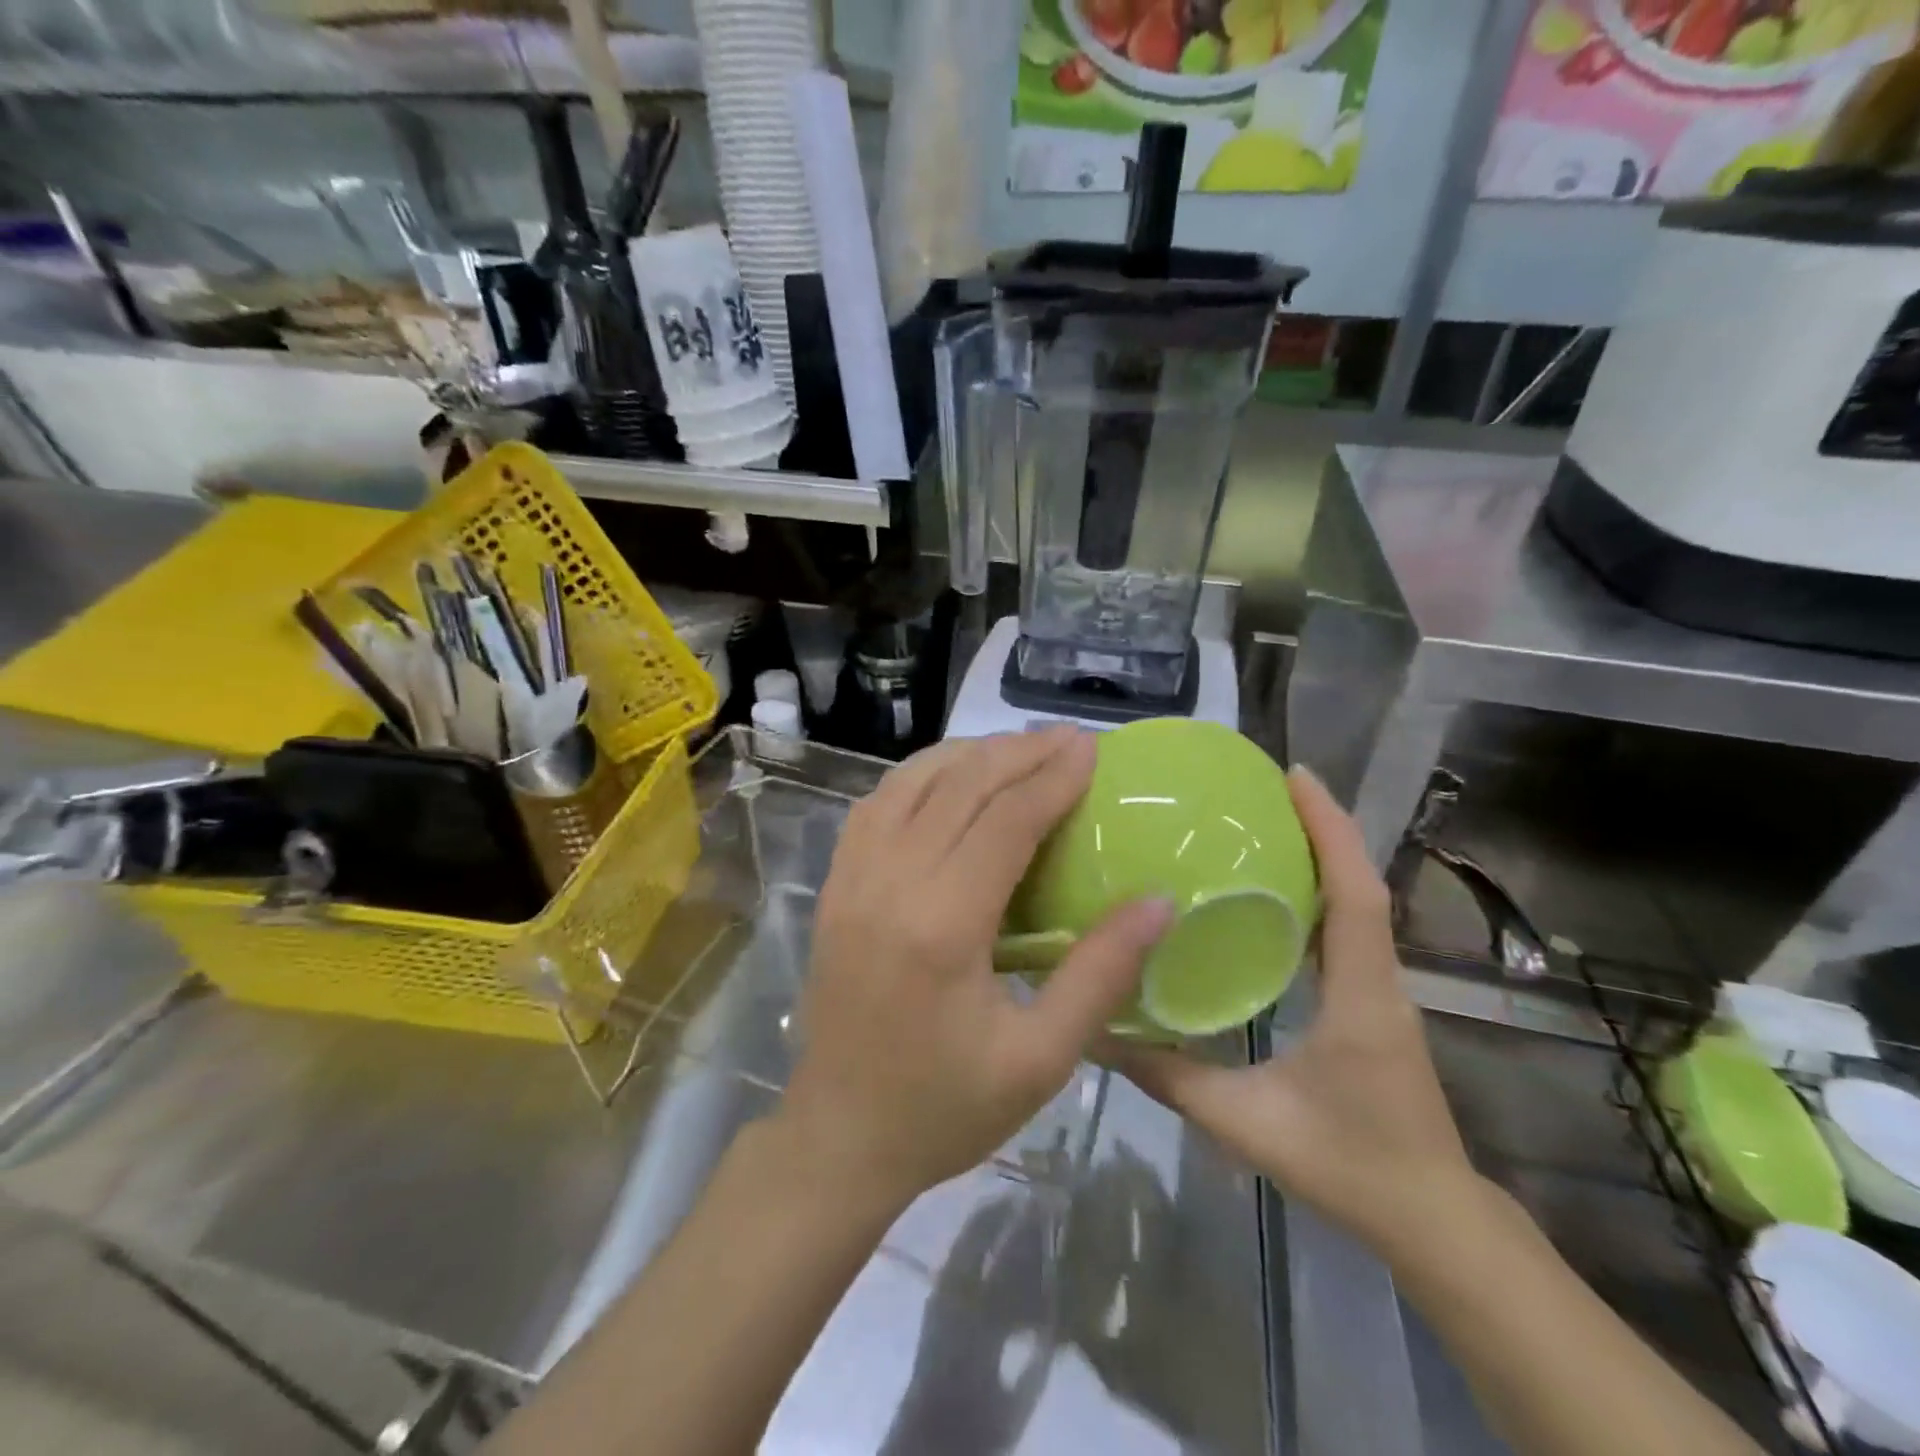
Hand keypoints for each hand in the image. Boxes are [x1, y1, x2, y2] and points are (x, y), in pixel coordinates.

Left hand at [781, 726, 1174, 1211]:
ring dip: (967, 756)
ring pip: (910, 783)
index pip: (1004, 821)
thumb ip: (1101, 973)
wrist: (840, 1135)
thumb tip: (1160, 901)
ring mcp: (852, 879)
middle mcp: (889, 884)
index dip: (1052, 778)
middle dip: (1017, 753)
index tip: (1091, 748)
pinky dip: (918, 776)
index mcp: (942, 925)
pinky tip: (948, 776)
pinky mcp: (835, 886)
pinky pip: (875, 806)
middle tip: (1067, 739)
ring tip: (1017, 748)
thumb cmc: (946, 1108)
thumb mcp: (1041, 1059)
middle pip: (959, 787)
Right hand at [1105, 766, 1482, 1262]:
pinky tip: (1277, 891)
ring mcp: (1382, 992)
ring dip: (1324, 855)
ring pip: (1359, 904)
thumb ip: (1170, 1078)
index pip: (1355, 894)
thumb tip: (1101, 1035)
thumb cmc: (1349, 1166)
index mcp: (1360, 994)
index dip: (1330, 829)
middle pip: (1359, 884)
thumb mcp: (1245, 1123)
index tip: (1296, 777)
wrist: (1434, 1223)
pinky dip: (1322, 893)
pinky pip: (1350, 931)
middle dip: (1322, 826)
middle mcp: (1379, 980)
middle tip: (1265, 788)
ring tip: (1267, 823)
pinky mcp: (1374, 1004)